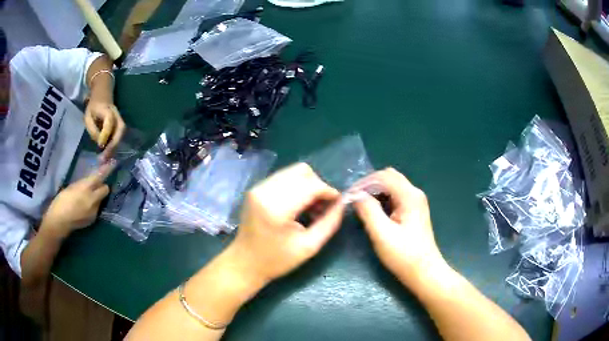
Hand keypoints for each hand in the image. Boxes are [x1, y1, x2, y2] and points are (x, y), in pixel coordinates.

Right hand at [41, 161, 114, 237]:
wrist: (59, 222)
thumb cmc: (61, 201)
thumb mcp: (71, 187)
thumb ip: (83, 183)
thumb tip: (91, 179)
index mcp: (85, 189)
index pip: (99, 177)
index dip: (106, 170)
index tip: (113, 163)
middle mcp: (92, 200)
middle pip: (105, 189)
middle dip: (102, 186)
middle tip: (95, 185)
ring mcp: (94, 211)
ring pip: (101, 200)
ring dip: (97, 197)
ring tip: (87, 198)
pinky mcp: (93, 220)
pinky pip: (97, 209)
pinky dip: (93, 206)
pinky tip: (85, 207)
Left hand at [84, 100, 124, 161]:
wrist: (102, 95)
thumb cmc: (93, 107)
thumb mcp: (88, 117)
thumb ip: (92, 129)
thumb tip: (99, 144)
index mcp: (107, 109)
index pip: (109, 121)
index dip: (105, 134)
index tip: (100, 145)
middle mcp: (116, 114)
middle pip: (120, 129)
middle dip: (114, 144)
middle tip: (106, 157)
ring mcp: (119, 119)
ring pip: (121, 134)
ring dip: (115, 147)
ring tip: (107, 158)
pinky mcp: (119, 125)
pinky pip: (119, 136)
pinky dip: (115, 146)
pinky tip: (109, 154)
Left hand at [229, 163, 344, 284]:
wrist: (244, 262)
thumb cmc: (276, 260)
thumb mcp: (309, 247)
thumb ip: (329, 223)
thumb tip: (342, 203)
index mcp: (277, 208)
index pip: (311, 185)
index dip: (329, 191)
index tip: (337, 204)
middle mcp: (265, 190)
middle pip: (302, 171)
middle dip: (318, 186)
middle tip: (322, 207)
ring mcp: (258, 187)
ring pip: (293, 171)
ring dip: (307, 185)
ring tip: (310, 207)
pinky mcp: (256, 188)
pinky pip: (283, 177)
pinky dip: (296, 186)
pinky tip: (297, 205)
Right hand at [353, 168, 447, 286]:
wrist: (424, 272)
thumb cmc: (403, 255)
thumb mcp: (382, 234)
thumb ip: (368, 210)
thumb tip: (355, 195)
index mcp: (409, 196)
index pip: (383, 176)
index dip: (363, 183)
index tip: (348, 196)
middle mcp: (414, 193)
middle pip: (389, 177)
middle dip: (369, 184)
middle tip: (354, 199)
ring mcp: (416, 202)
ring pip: (392, 186)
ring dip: (376, 191)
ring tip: (361, 205)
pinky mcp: (414, 211)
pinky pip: (395, 196)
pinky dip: (382, 199)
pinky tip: (374, 212)